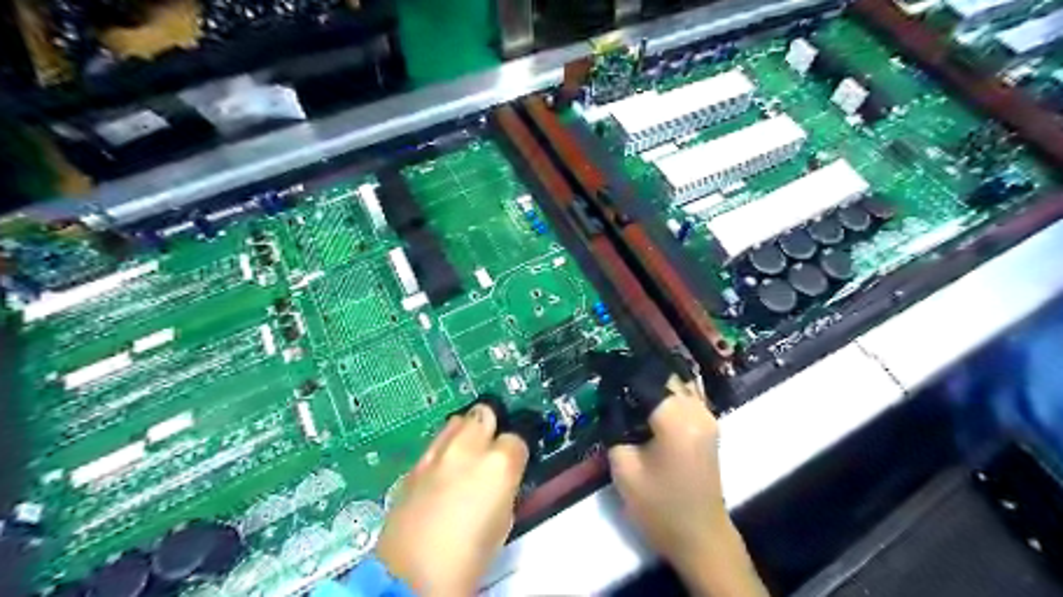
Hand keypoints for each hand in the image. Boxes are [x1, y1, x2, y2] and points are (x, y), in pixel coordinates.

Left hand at [375, 403, 528, 593]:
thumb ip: (505, 487)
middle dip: (489, 428)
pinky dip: (442, 451)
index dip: (515, 453)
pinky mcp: (413, 465)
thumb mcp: (503, 522)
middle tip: (489, 451)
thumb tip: (502, 478)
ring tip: (464, 457)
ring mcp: (436, 453)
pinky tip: (441, 474)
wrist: (411, 577)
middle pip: (484, 414)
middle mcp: (467, 448)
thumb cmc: (469, 557)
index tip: (512, 466)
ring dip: (465, 433)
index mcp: (498, 463)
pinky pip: (434, 444)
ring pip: (456, 421)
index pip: (516, 439)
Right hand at [612, 378, 769, 595]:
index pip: (645, 378)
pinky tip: (646, 397)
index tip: (598, 363)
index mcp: (676, 419)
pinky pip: (686, 395)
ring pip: (677, 382)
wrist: (700, 537)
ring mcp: (708, 417)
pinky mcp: (708, 426)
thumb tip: (610, 400)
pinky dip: (666, 391)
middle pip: (664, 375)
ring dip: (651, 379)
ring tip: (624, 382)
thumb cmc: (659, 507)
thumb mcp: (624, 468)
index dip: (620, 369)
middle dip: (636, 371)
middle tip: (608, 373)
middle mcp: (697, 410)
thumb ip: (615, 427)